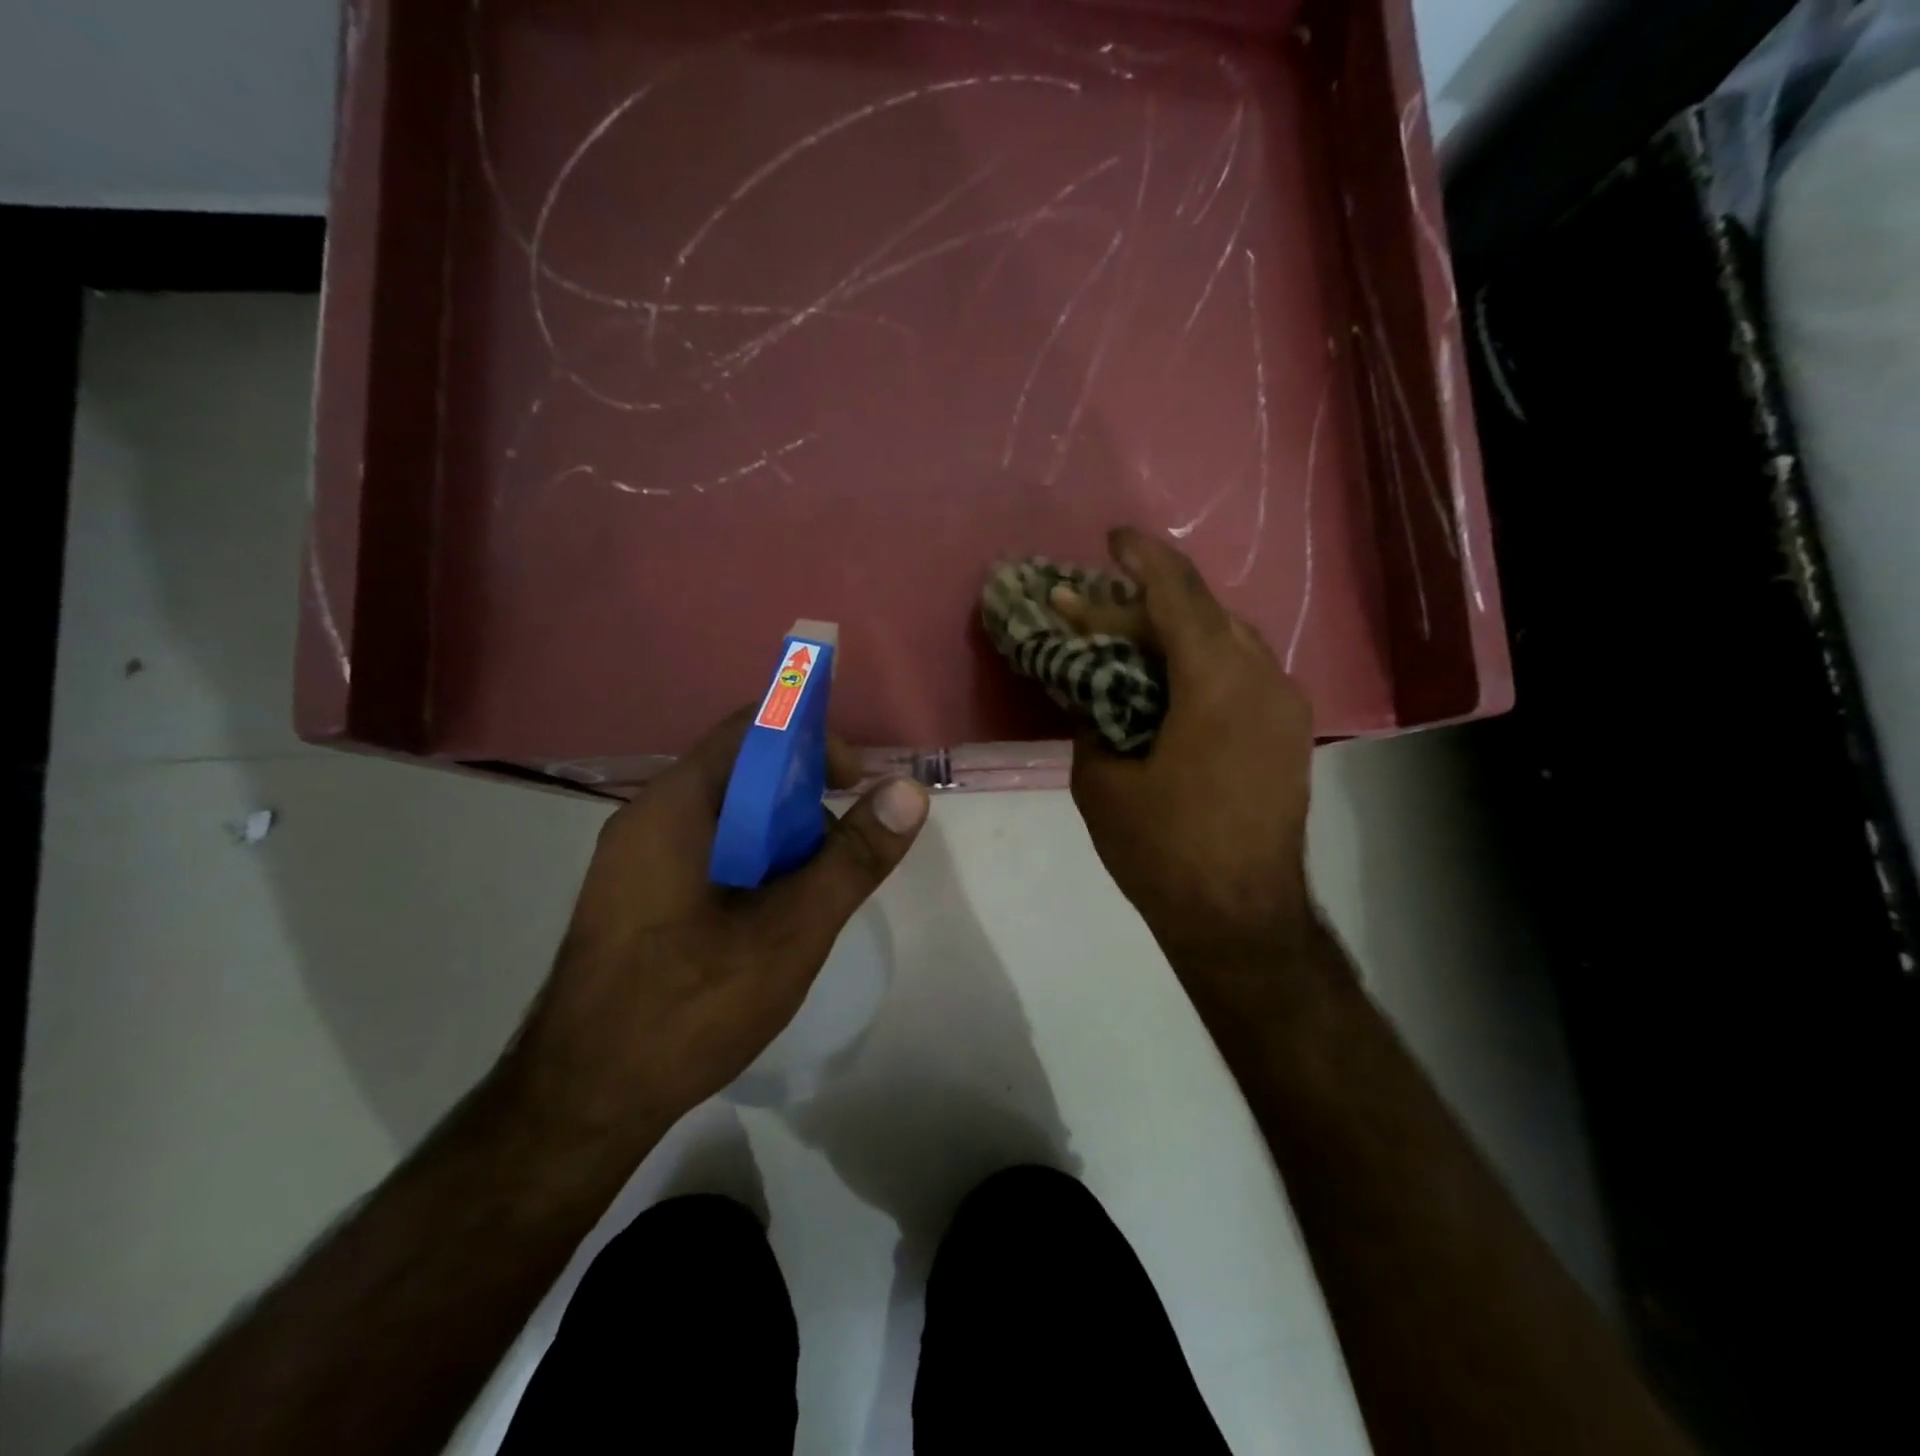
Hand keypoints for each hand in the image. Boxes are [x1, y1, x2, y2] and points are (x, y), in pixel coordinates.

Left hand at [507, 710, 928, 1145]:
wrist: (581, 1103)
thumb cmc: (689, 1006)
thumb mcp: (791, 930)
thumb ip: (853, 857)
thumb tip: (909, 790)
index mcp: (675, 806)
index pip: (751, 729)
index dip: (813, 740)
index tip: (856, 783)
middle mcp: (648, 818)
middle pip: (741, 773)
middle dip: (804, 800)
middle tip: (840, 853)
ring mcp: (636, 860)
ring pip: (728, 818)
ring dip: (781, 839)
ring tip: (810, 895)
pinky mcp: (636, 898)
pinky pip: (707, 853)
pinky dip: (753, 865)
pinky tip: (770, 920)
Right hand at [1065, 528, 1316, 970]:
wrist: (1240, 919)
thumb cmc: (1164, 853)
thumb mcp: (1101, 782)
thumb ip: (1093, 721)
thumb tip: (1094, 695)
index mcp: (1217, 685)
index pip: (1178, 596)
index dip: (1141, 559)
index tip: (1110, 539)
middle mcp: (1263, 679)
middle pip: (1201, 614)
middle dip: (1142, 604)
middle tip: (1089, 610)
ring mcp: (1284, 706)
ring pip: (1227, 639)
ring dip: (1175, 632)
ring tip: (1126, 640)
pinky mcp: (1288, 732)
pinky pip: (1242, 672)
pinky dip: (1200, 661)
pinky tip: (1167, 679)